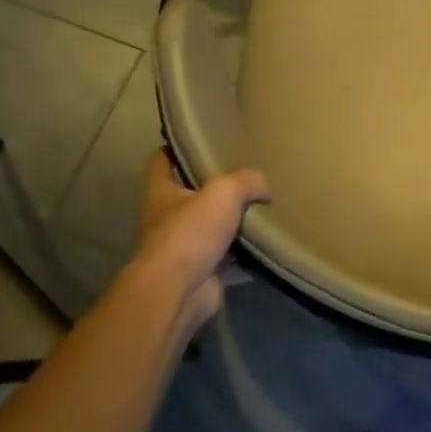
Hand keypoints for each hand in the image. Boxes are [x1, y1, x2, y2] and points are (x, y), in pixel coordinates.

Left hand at [134, 151, 268, 338]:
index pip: (163, 161)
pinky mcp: (201, 273)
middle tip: (247, 177)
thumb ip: (247, 181)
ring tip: (264, 211)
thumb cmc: (191, 233)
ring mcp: (183, 249)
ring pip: (211, 230)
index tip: (201, 140)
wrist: (179, 291)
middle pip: (191, 197)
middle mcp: (166, 219)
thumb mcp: (224, 192)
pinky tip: (269, 248)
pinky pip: (229, 260)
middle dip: (215, 189)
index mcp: (161, 192)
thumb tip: (265, 189)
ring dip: (233, 225)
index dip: (177, 148)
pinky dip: (246, 258)